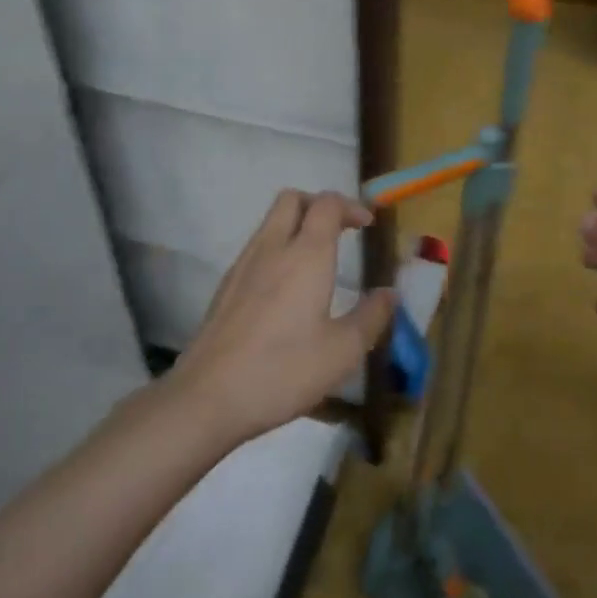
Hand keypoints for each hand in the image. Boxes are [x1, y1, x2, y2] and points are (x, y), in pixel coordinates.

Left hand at [175, 190, 396, 442]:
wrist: (206, 398)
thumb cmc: (283, 370)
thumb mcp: (343, 352)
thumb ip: (371, 317)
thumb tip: (389, 293)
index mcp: (306, 255)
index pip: (327, 204)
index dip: (351, 206)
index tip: (368, 225)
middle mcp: (272, 249)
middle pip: (292, 199)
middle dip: (319, 204)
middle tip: (341, 230)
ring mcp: (243, 266)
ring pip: (270, 222)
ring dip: (296, 225)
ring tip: (318, 260)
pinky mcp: (225, 287)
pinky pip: (256, 249)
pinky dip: (277, 250)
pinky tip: (287, 289)